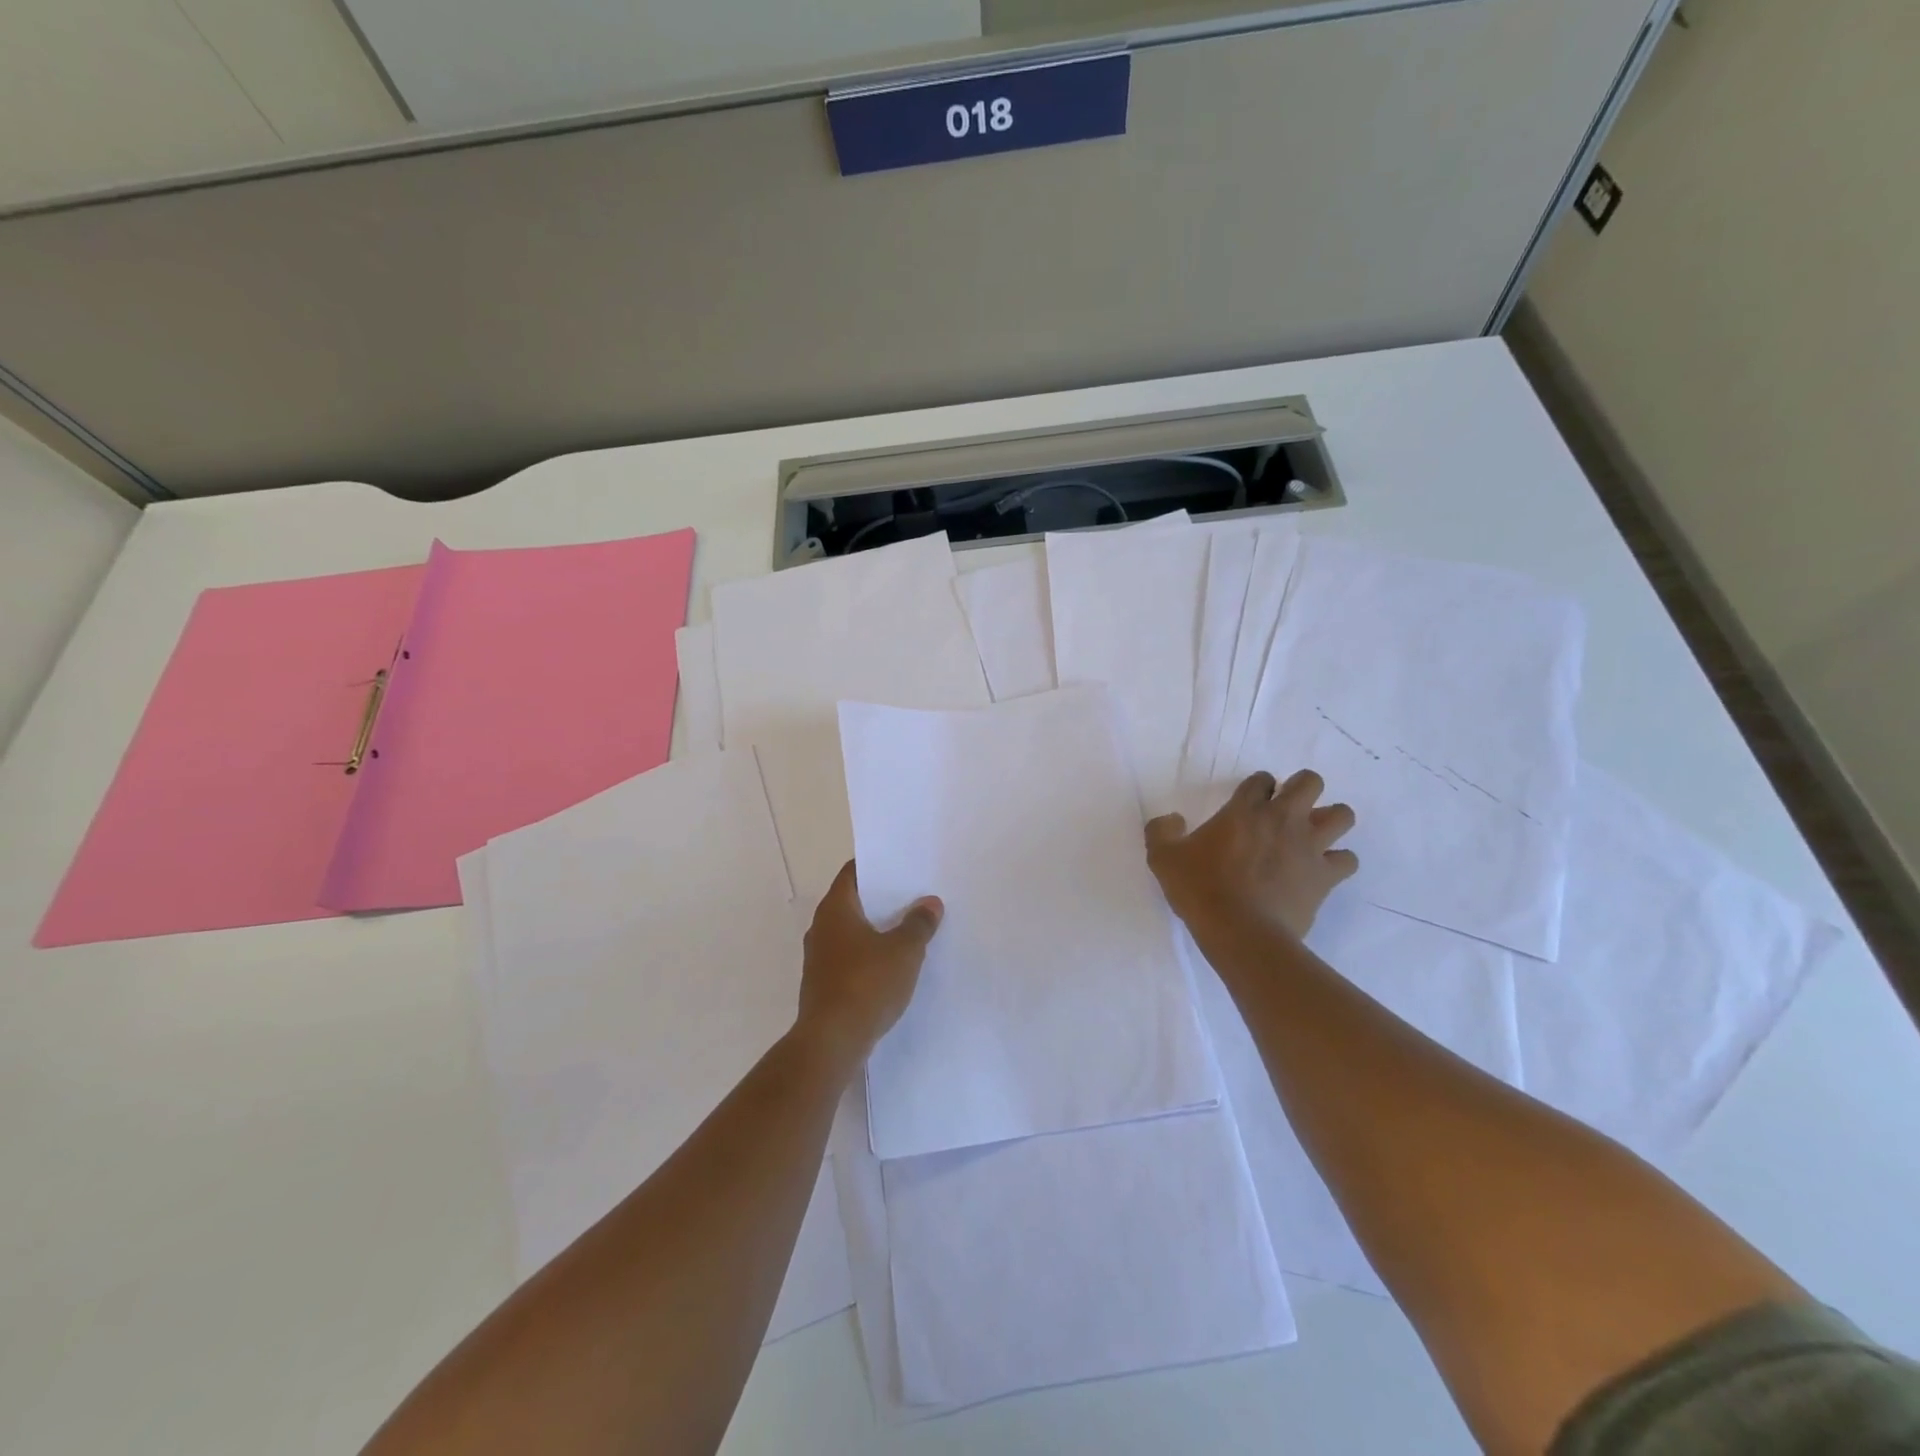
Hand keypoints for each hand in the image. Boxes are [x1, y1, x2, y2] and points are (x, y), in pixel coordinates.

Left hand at [797, 861, 943, 1060]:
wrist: (831, 1042)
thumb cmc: (866, 985)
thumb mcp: (903, 951)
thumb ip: (918, 924)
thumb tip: (930, 902)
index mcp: (835, 909)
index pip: (853, 872)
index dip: (877, 866)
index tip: (903, 865)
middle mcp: (821, 928)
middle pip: (854, 902)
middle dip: (882, 900)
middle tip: (915, 896)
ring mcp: (819, 958)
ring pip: (852, 933)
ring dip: (877, 931)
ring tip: (911, 930)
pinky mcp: (824, 985)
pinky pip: (851, 959)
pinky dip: (870, 957)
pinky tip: (895, 966)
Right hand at [1145, 770, 1357, 941]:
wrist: (1240, 932)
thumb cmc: (1200, 889)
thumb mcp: (1163, 858)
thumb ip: (1161, 831)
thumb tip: (1171, 819)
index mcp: (1244, 810)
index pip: (1261, 779)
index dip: (1257, 786)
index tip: (1249, 802)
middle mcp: (1282, 819)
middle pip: (1310, 782)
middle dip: (1301, 789)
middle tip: (1286, 810)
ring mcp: (1309, 846)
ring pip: (1342, 815)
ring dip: (1330, 820)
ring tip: (1312, 836)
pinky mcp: (1325, 876)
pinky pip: (1347, 860)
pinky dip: (1338, 862)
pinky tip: (1322, 871)